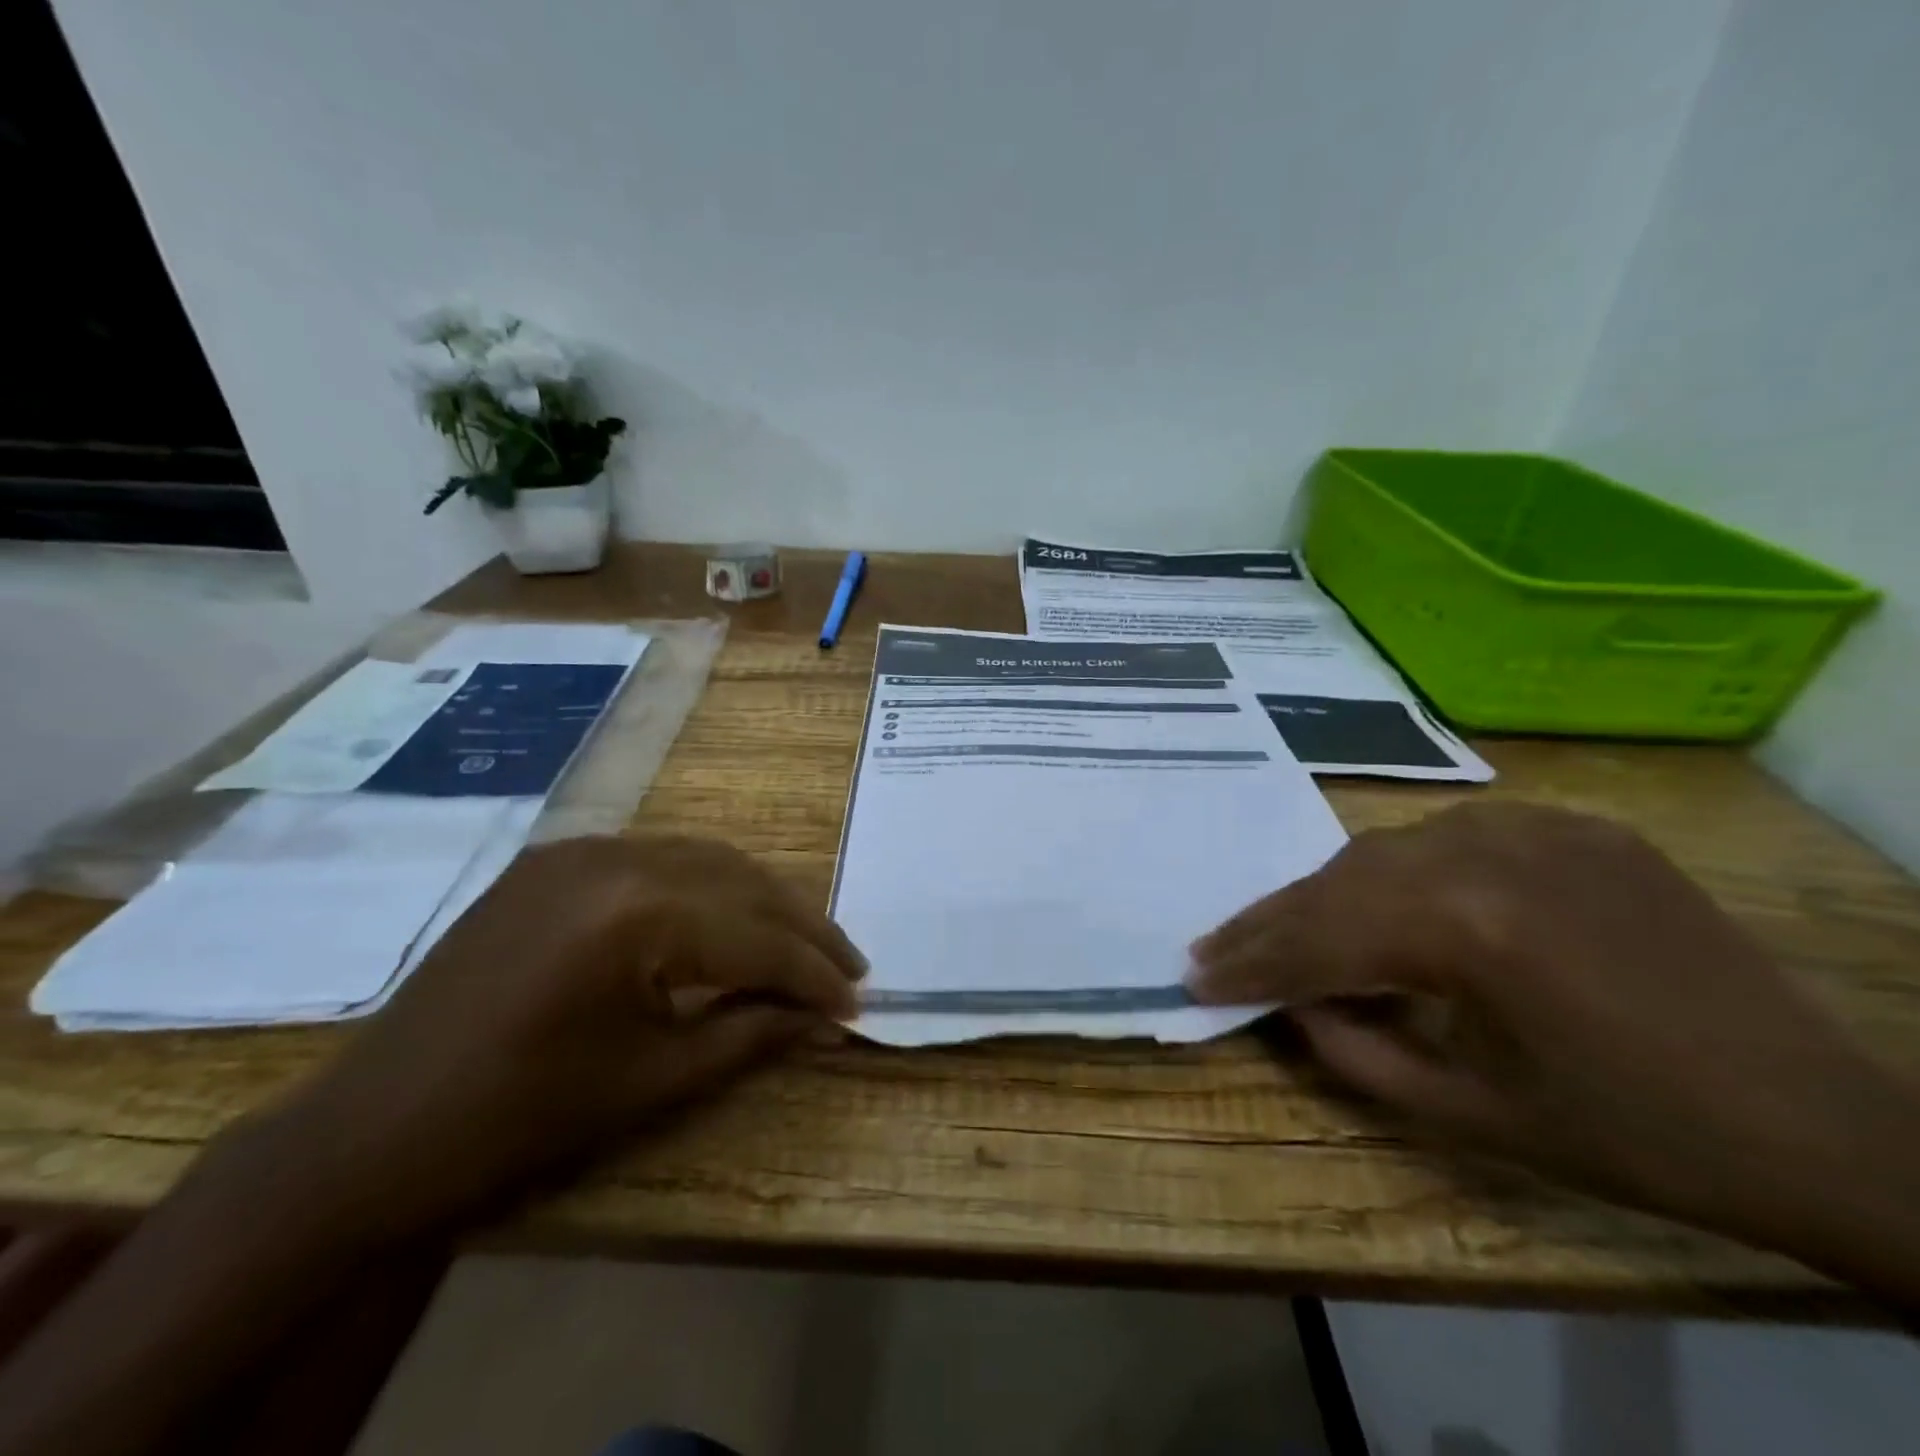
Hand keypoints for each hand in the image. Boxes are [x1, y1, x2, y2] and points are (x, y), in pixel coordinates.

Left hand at [241, 834, 865, 1250]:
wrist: (372, 1130)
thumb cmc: (521, 1118)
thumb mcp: (654, 1080)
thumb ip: (753, 1034)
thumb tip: (828, 1018)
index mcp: (636, 913)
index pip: (758, 937)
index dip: (814, 974)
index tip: (858, 1002)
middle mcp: (617, 856)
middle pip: (743, 882)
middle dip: (804, 928)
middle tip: (848, 966)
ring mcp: (582, 848)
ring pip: (708, 858)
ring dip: (763, 899)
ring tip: (803, 943)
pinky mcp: (556, 857)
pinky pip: (659, 856)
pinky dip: (708, 885)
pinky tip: (727, 917)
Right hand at [1187, 803, 1919, 1266]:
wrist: (1829, 1127)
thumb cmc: (1639, 1140)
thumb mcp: (1473, 1116)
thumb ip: (1355, 1053)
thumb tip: (1291, 1002)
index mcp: (1468, 928)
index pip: (1320, 937)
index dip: (1249, 962)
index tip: (1192, 975)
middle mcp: (1488, 853)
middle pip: (1339, 881)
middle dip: (1270, 922)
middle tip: (1215, 947)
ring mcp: (1537, 828)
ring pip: (1386, 848)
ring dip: (1329, 892)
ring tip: (1287, 927)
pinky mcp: (1577, 827)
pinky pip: (1454, 836)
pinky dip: (1402, 870)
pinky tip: (1390, 902)